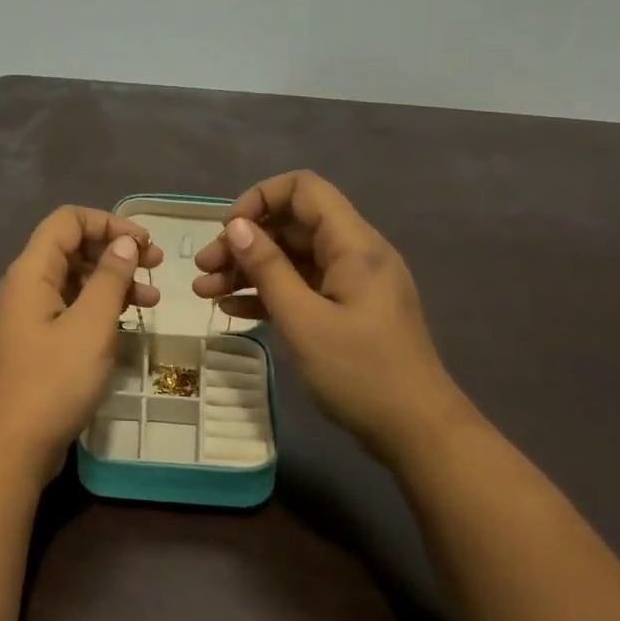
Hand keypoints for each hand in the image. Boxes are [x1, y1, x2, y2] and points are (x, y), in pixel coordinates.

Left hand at [0, 207, 164, 483]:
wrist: (14, 445)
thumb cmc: (55, 380)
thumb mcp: (92, 324)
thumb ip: (110, 277)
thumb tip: (125, 242)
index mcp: (31, 271)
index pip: (68, 220)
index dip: (109, 222)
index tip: (145, 244)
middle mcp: (26, 284)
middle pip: (72, 247)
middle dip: (116, 251)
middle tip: (156, 267)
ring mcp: (29, 314)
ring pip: (75, 279)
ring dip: (113, 282)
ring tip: (152, 301)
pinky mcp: (37, 340)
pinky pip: (71, 307)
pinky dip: (100, 307)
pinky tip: (128, 322)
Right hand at [192, 171, 457, 456]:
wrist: (416, 431)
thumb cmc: (359, 372)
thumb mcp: (303, 320)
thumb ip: (268, 268)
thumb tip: (236, 226)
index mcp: (354, 244)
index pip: (304, 189)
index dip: (260, 198)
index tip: (228, 231)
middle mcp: (354, 254)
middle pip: (292, 225)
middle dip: (244, 241)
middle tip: (203, 269)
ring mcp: (351, 284)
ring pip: (292, 259)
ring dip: (248, 270)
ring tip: (204, 292)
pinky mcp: (347, 311)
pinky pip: (302, 288)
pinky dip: (268, 294)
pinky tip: (232, 311)